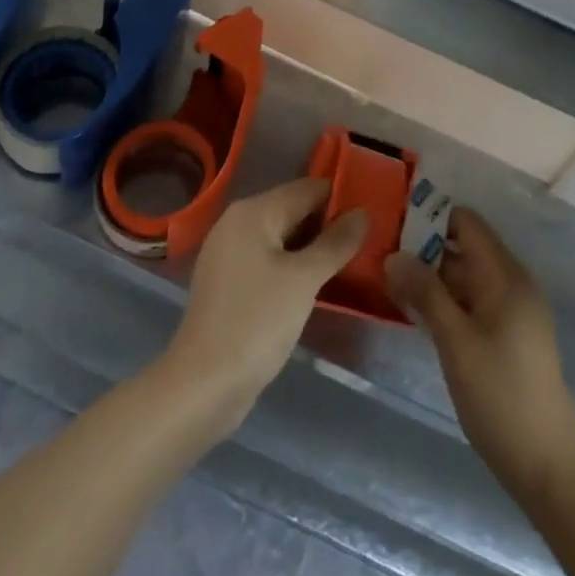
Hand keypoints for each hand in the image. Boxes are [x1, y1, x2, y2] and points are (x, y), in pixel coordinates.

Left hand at [162, 179, 366, 431]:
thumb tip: (363, 213)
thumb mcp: (304, 280)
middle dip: (328, 224)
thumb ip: (336, 243)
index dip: (341, 198)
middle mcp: (237, 223)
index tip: (372, 215)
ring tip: (351, 260)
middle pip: (294, 210)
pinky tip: (317, 283)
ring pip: (282, 238)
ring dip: (313, 247)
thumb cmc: (256, 322)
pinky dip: (293, 266)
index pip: (307, 189)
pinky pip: (269, 261)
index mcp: (253, 211)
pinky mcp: (229, 283)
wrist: (202, 386)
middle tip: (368, 240)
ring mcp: (229, 254)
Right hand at [385, 208, 574, 498]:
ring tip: (389, 281)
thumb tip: (394, 255)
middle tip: (381, 257)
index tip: (394, 225)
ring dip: (432, 277)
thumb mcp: (456, 342)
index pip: (467, 223)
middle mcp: (511, 283)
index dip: (431, 218)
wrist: (546, 464)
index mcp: (505, 275)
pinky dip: (445, 301)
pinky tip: (415, 312)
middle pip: (464, 248)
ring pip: (466, 277)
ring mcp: (511, 310)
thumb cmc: (500, 396)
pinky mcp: (507, 334)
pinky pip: (472, 301)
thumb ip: (425, 293)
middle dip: (425, 249)